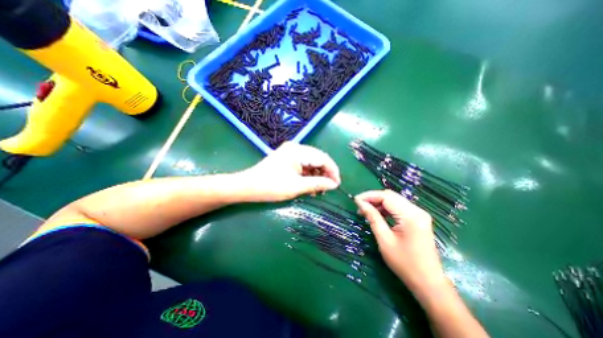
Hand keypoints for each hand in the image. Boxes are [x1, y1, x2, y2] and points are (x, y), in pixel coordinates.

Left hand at [242, 141, 342, 201]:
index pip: (323, 158)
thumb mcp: (297, 186)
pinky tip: (310, 185)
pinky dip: (308, 175)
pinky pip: (303, 165)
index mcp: (298, 151)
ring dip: (317, 175)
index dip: (332, 171)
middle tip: (329, 188)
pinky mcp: (287, 158)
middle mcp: (296, 148)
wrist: (248, 186)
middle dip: (325, 173)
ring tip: (319, 190)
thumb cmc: (271, 186)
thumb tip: (334, 184)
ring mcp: (291, 152)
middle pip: (318, 159)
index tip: (337, 184)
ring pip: (311, 162)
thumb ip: (318, 184)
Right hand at [354, 190, 445, 289]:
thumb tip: (360, 203)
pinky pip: (399, 207)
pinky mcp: (418, 219)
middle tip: (359, 205)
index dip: (369, 196)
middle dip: (373, 198)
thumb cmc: (404, 263)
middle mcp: (417, 211)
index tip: (355, 200)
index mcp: (410, 215)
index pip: (386, 197)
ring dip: (379, 203)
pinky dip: (386, 208)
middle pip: (391, 196)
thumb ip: (373, 218)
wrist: (428, 283)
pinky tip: (377, 214)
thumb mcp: (384, 239)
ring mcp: (419, 214)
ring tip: (365, 211)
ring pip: (394, 200)